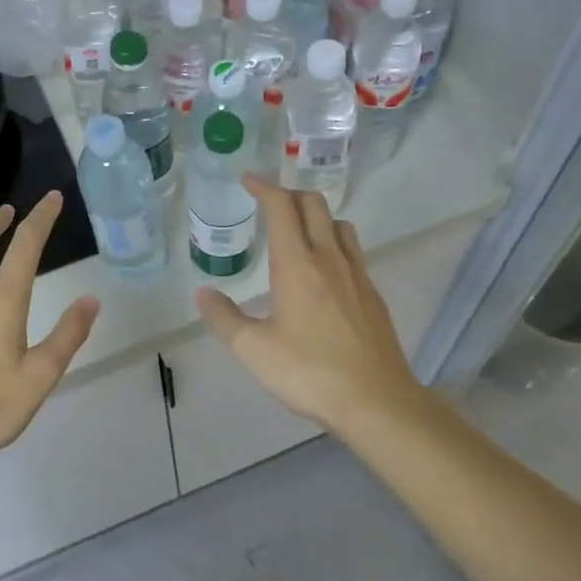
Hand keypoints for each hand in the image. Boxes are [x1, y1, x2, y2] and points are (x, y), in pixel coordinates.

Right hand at [195, 176, 425, 432]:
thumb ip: (225, 318)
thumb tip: (203, 293)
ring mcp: (357, 275)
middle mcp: (330, 259)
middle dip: (291, 195)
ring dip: (318, 216)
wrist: (376, 401)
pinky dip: (335, 242)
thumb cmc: (309, 372)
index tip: (249, 180)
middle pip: (315, 206)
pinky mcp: (373, 295)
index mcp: (297, 265)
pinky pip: (354, 252)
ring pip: (340, 226)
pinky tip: (326, 270)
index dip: (264, 188)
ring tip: (300, 230)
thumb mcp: (253, 350)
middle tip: (270, 202)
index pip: (282, 209)